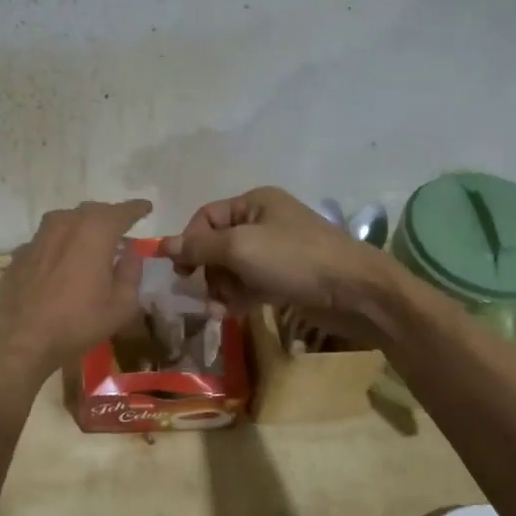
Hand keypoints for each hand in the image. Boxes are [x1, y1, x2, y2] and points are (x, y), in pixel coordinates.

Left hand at [0, 199, 153, 383]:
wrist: (19, 339)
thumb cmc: (77, 322)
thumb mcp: (121, 305)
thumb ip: (131, 272)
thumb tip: (131, 252)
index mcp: (95, 231)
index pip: (121, 211)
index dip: (136, 209)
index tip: (146, 208)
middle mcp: (65, 224)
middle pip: (92, 211)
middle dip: (109, 217)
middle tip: (121, 228)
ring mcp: (39, 236)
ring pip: (66, 221)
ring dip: (82, 226)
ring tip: (91, 241)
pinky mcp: (21, 253)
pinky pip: (48, 239)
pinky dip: (61, 244)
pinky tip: (63, 260)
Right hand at [162, 186, 409, 346]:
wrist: (354, 291)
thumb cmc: (295, 259)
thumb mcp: (240, 247)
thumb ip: (199, 247)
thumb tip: (162, 244)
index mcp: (254, 203)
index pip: (206, 217)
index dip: (189, 242)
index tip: (181, 271)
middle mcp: (264, 222)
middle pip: (217, 244)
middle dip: (207, 269)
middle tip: (204, 292)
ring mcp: (275, 252)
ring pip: (232, 268)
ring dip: (221, 288)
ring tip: (221, 308)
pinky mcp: (285, 279)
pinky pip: (249, 284)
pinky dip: (238, 297)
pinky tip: (233, 313)